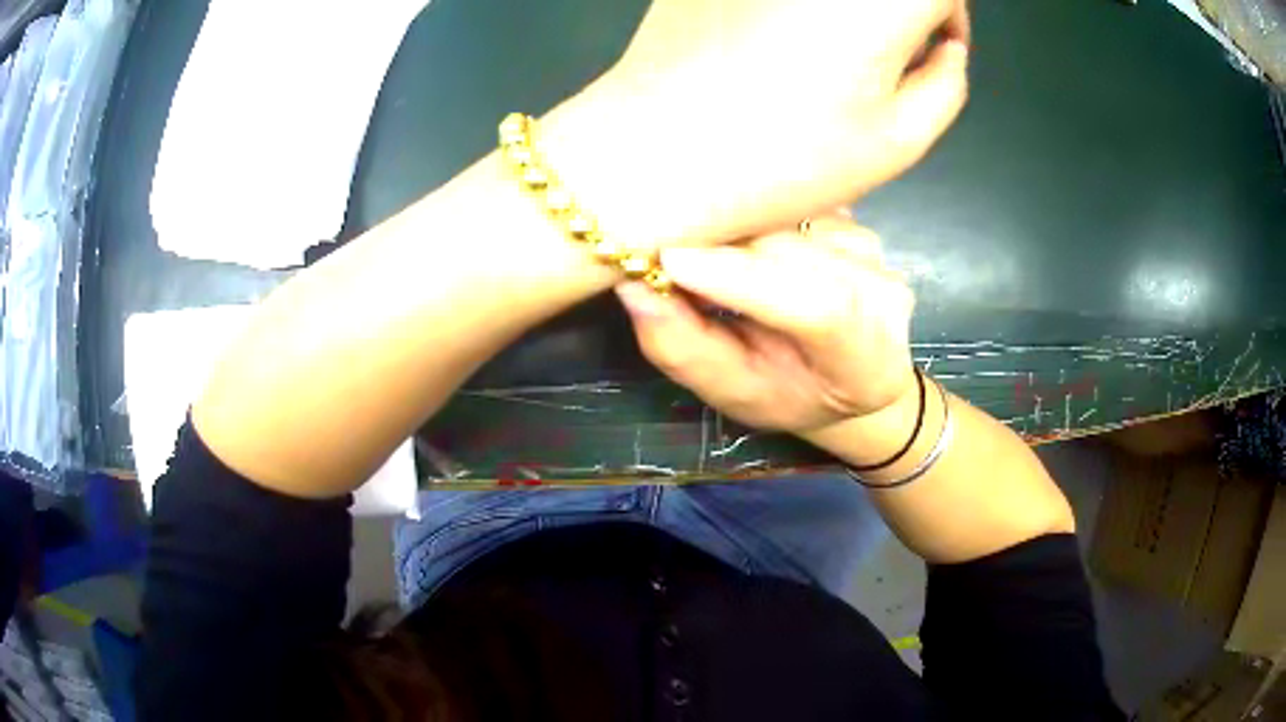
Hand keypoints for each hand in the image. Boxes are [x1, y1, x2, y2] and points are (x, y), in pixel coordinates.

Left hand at [545, 0, 969, 250]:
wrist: (650, 152)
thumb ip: (945, 80)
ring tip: (828, 46)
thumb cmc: (784, 158)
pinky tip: (776, 33)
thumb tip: (945, 45)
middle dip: (900, 7)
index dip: (947, 13)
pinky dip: (796, 3)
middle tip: (885, 47)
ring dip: (849, 5)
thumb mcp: (899, 138)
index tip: (935, 44)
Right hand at [615, 214, 915, 432]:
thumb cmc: (791, 393)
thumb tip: (634, 287)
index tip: (670, 260)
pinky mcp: (853, 219)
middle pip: (795, 248)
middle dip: (719, 240)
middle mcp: (883, 293)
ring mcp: (872, 248)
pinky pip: (790, 201)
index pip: (818, 307)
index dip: (744, 279)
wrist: (850, 369)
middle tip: (655, 239)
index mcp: (867, 358)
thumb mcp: (734, 393)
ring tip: (693, 239)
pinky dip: (749, 210)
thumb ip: (687, 350)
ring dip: (731, 223)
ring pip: (786, 215)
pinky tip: (731, 228)